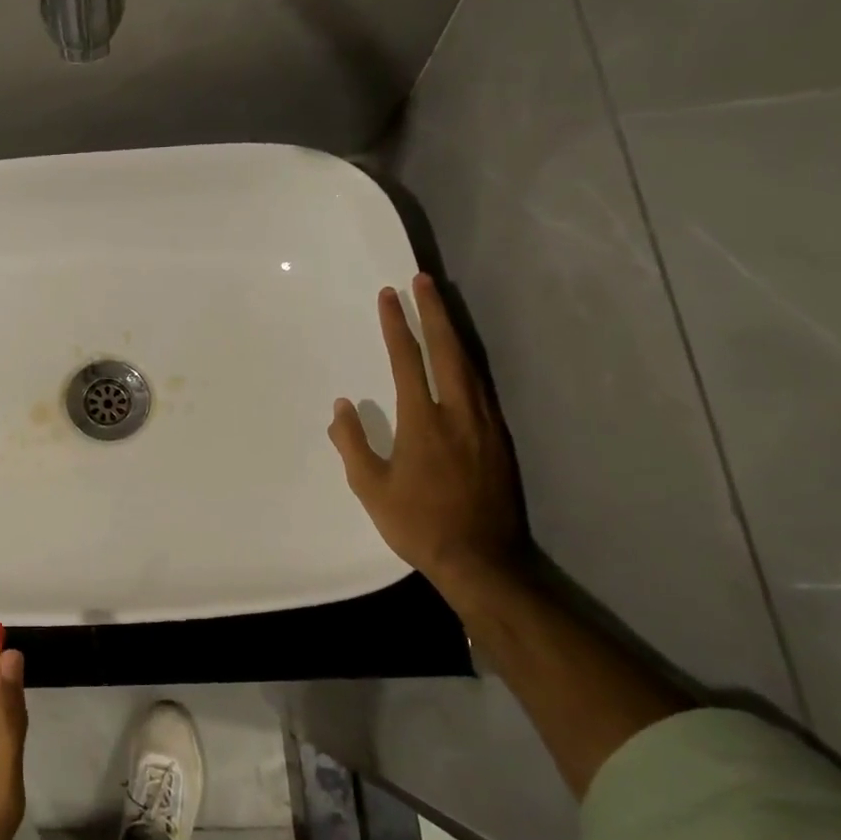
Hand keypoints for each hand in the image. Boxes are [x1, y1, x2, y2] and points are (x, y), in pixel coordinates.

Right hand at [328, 273, 524, 583]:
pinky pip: (482, 385)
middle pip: (449, 349)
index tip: (389, 295)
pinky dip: (468, 360)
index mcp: (424, 421)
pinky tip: (461, 357)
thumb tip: (341, 407)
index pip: (408, 360)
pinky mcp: (499, 437)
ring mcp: (485, 423)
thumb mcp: (370, 488)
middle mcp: (459, 412)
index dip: (397, 325)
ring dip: (454, 331)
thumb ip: (352, 443)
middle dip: (434, 311)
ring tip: (441, 306)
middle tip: (422, 280)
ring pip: (470, 363)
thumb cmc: (418, 523)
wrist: (482, 559)